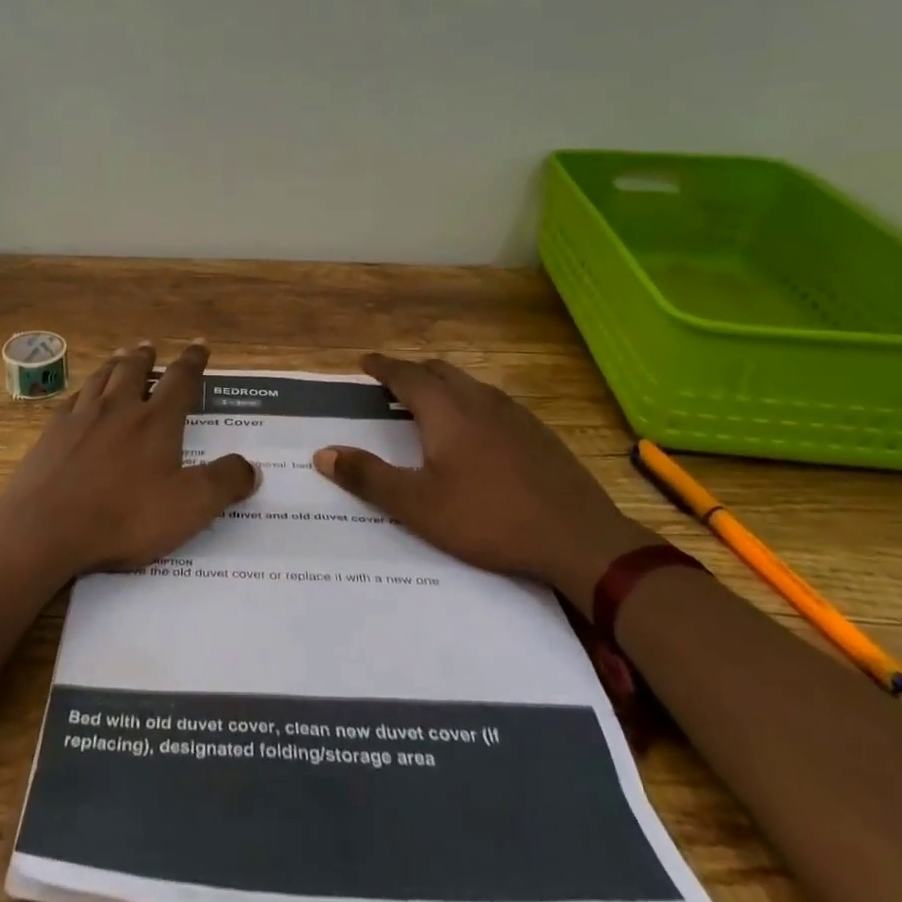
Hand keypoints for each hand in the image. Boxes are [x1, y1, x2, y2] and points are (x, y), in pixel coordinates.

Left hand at [0, 340, 257, 577]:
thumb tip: (252, 466)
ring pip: (101, 379)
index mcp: (156, 421)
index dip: (193, 361)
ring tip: (119, 358)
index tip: (199, 346)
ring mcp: (80, 418)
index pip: (181, 380)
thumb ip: (224, 483)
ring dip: (114, 365)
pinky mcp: (51, 434)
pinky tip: (80, 398)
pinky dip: (82, 391)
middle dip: (146, 357)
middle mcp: (118, 408)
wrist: (45, 529)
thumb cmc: (124, 517)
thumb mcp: (190, 507)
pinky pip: (71, 400)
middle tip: (150, 347)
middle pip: (134, 370)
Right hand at [312, 353, 656, 606]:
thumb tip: (323, 454)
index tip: (364, 362)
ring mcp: (515, 415)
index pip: (407, 376)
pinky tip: (477, 432)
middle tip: (391, 383)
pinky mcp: (539, 434)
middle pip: (440, 372)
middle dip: (412, 372)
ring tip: (429, 404)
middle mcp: (480, 402)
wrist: (578, 538)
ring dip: (443, 385)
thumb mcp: (417, 506)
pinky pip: (494, 403)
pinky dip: (471, 403)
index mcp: (447, 412)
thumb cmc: (488, 519)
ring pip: (470, 385)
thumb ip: (368, 477)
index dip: (383, 367)